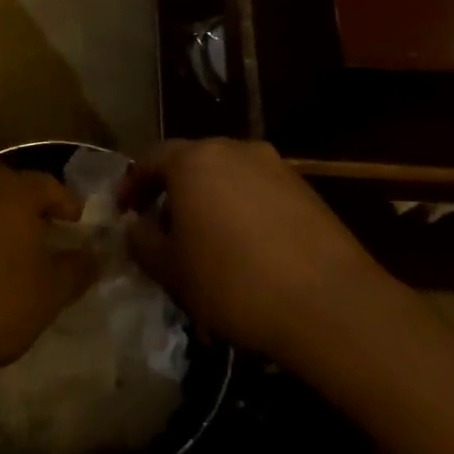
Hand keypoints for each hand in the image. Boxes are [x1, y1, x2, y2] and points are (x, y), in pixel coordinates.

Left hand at [0, 164, 92, 389]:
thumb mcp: (49, 294)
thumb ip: (77, 269)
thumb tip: (94, 255)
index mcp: (12, 189)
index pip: (48, 185)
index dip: (66, 204)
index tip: (75, 223)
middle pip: (7, 185)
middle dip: (25, 205)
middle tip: (39, 232)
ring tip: (2, 247)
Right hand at [123, 139, 380, 362]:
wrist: (331, 304)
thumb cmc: (234, 282)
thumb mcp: (171, 270)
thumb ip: (142, 241)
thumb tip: (136, 226)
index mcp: (194, 160)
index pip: (149, 159)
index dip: (131, 185)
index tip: (123, 213)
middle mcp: (234, 149)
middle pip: (190, 162)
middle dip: (170, 191)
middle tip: (160, 227)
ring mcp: (275, 166)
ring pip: (226, 175)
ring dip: (207, 200)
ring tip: (203, 240)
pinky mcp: (305, 189)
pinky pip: (257, 190)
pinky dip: (240, 209)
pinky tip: (243, 247)